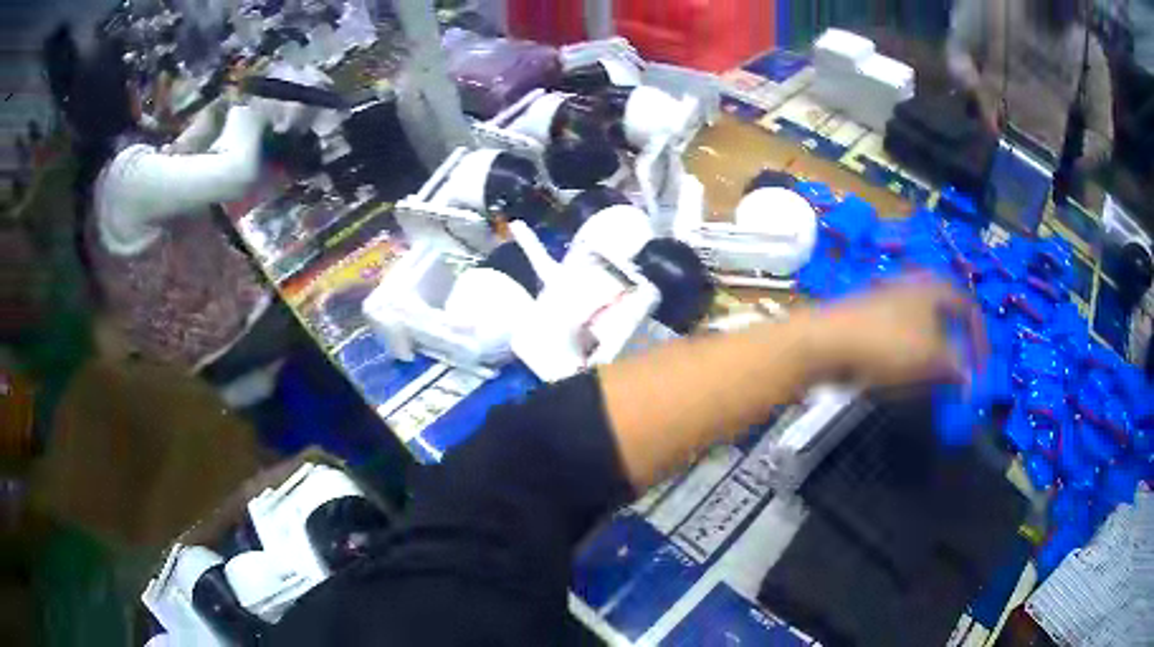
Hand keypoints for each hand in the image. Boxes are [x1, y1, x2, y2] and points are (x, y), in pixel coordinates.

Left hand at [805, 276, 984, 387]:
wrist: (826, 341)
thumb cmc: (888, 344)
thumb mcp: (931, 357)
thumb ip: (955, 367)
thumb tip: (969, 379)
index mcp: (933, 288)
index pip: (968, 306)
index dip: (980, 337)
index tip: (981, 369)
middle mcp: (913, 287)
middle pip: (945, 316)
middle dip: (955, 348)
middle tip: (956, 376)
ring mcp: (888, 300)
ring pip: (923, 328)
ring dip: (933, 354)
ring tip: (931, 380)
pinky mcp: (869, 318)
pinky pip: (900, 336)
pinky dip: (909, 355)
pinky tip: (902, 375)